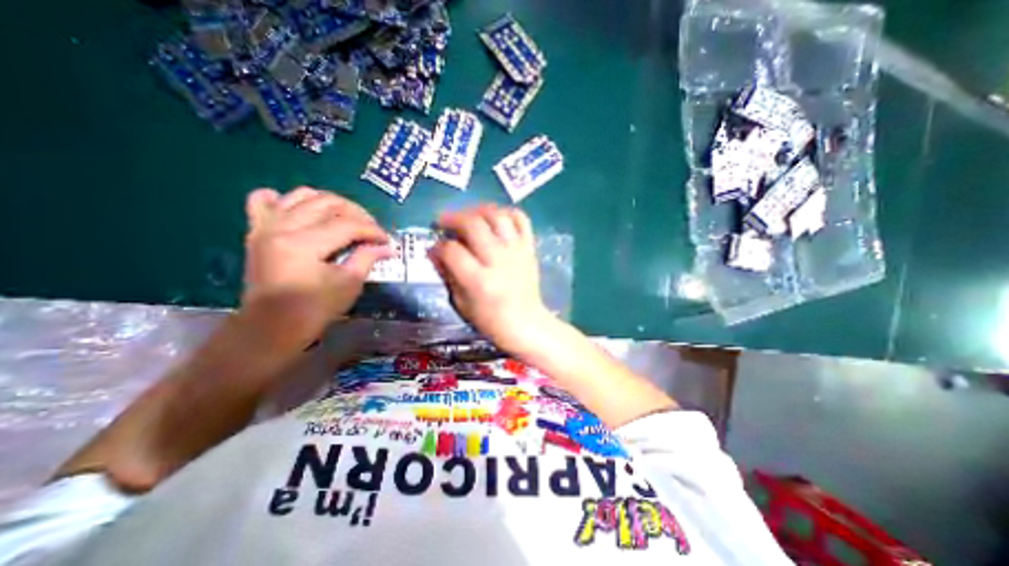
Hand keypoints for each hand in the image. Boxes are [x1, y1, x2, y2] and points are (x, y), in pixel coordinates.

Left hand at [239, 187, 391, 353]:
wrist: (271, 327)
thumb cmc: (313, 310)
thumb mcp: (348, 285)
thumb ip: (367, 258)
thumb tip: (388, 247)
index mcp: (303, 244)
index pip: (347, 225)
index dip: (372, 230)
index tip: (387, 241)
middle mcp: (282, 227)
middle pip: (327, 203)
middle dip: (357, 213)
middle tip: (372, 229)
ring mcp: (265, 226)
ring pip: (302, 195)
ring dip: (330, 202)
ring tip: (347, 218)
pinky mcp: (256, 231)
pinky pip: (263, 200)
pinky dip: (286, 199)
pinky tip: (302, 210)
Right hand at [425, 203, 551, 353]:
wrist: (526, 323)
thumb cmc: (491, 319)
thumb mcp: (461, 303)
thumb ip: (448, 275)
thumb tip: (434, 250)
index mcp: (479, 281)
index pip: (453, 251)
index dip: (439, 245)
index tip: (436, 247)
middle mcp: (498, 261)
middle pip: (473, 225)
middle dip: (453, 218)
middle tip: (444, 221)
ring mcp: (517, 252)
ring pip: (497, 216)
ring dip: (478, 210)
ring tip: (468, 216)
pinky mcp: (529, 248)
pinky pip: (521, 219)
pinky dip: (507, 212)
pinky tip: (495, 217)